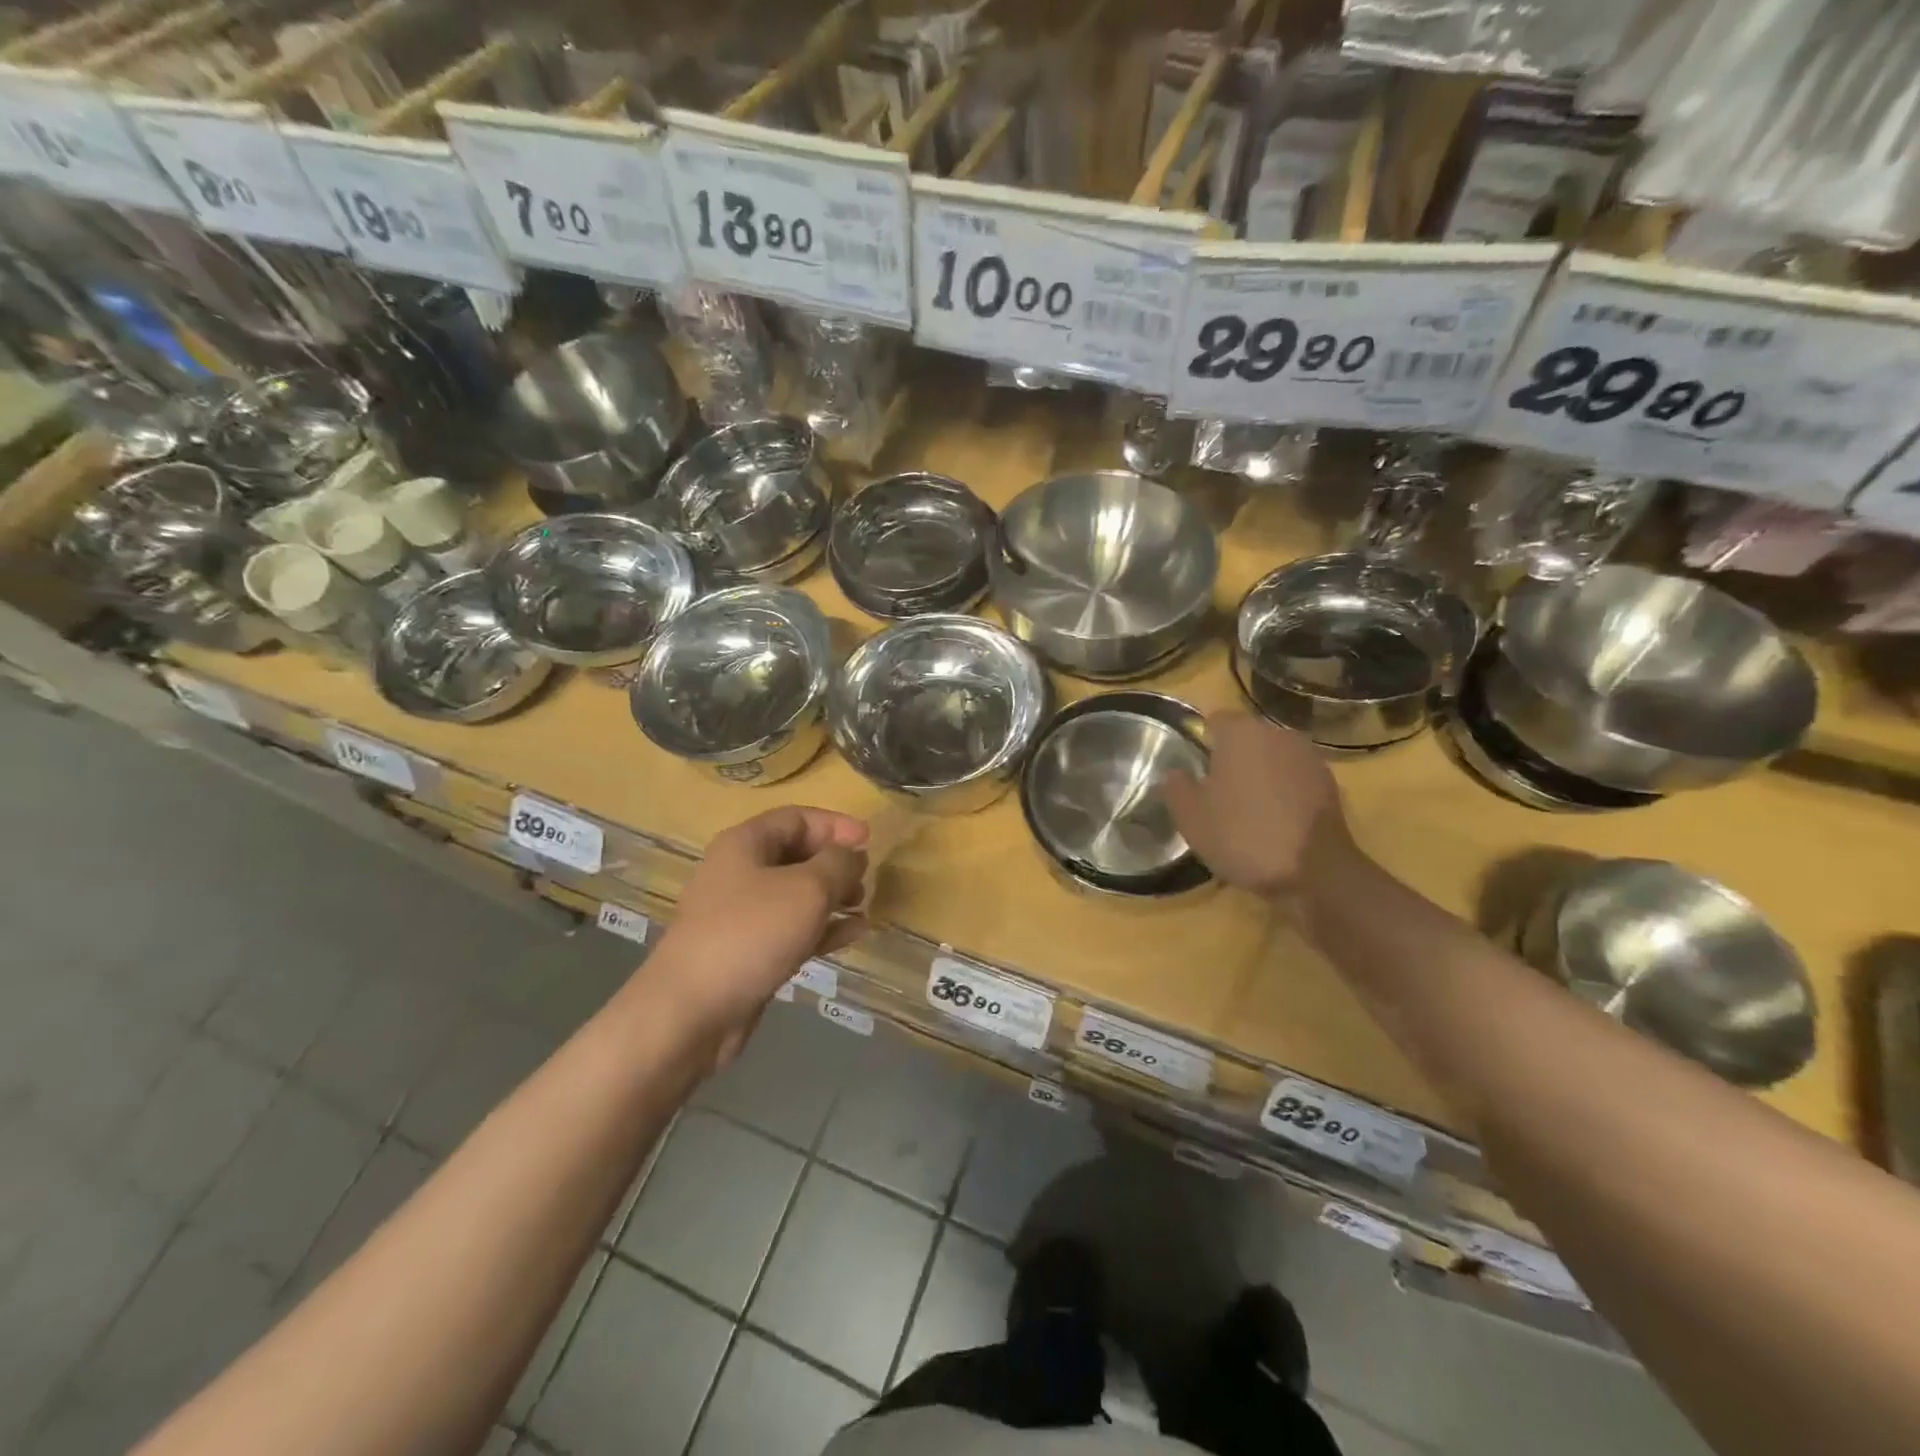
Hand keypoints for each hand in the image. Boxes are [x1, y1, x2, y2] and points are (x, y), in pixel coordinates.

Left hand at [648, 807, 868, 1066]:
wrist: (692, 1011)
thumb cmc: (752, 933)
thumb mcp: (807, 888)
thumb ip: (838, 863)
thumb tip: (852, 855)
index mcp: (745, 844)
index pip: (796, 818)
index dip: (835, 825)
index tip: (869, 840)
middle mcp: (740, 873)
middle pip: (796, 855)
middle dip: (835, 864)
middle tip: (865, 879)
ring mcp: (742, 915)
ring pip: (796, 895)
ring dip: (832, 898)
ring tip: (862, 908)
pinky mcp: (748, 952)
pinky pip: (792, 929)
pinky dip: (822, 928)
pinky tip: (854, 934)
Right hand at [1162, 713, 1361, 901]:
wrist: (1314, 872)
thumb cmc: (1242, 835)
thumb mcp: (1191, 817)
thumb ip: (1176, 787)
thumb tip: (1175, 773)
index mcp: (1241, 733)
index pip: (1215, 719)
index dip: (1202, 739)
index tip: (1194, 765)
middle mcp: (1278, 734)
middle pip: (1247, 738)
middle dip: (1232, 757)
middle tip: (1215, 790)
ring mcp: (1309, 758)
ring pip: (1273, 758)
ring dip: (1260, 774)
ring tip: (1246, 808)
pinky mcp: (1329, 785)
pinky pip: (1294, 779)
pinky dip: (1283, 792)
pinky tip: (1274, 821)